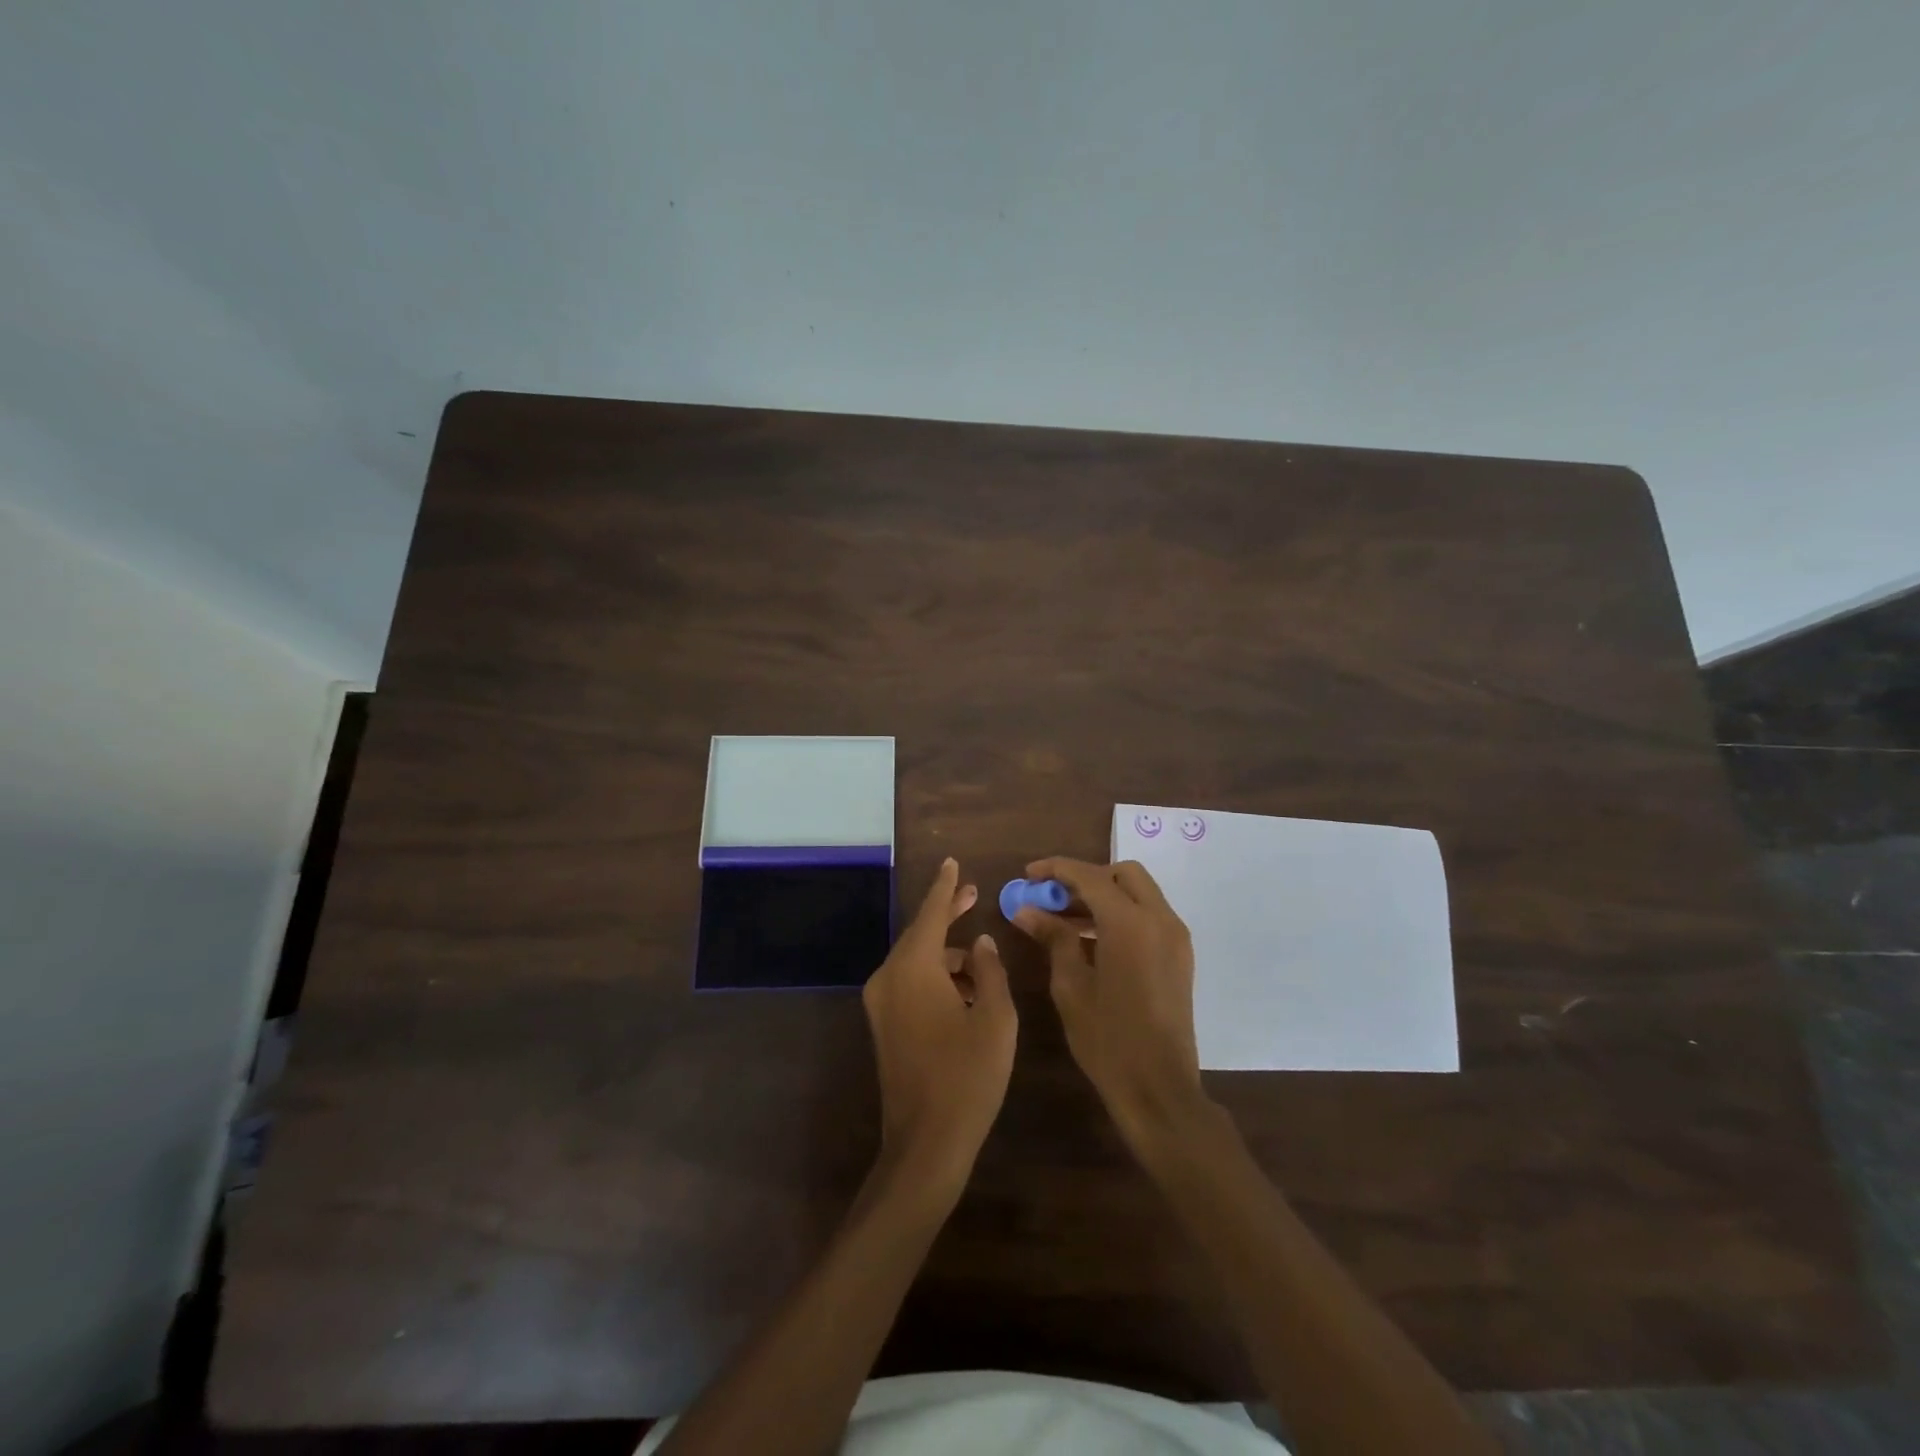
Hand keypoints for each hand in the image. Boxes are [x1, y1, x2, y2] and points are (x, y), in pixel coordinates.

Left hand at [862, 859, 1016, 1192]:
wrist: (926, 1144)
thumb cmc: (968, 1077)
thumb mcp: (996, 1019)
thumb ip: (990, 971)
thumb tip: (980, 943)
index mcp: (914, 969)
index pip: (931, 913)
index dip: (945, 886)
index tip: (951, 861)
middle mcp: (888, 977)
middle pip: (920, 934)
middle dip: (947, 914)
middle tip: (972, 894)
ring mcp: (881, 1003)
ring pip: (916, 960)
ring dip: (946, 953)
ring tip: (981, 958)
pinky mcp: (883, 1025)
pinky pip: (909, 982)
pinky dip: (935, 976)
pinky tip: (965, 989)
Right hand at [1014, 857, 1203, 1149]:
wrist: (1160, 1089)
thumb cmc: (1108, 1040)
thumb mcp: (1071, 986)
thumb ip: (1053, 938)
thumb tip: (1026, 910)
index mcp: (1130, 923)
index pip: (1090, 876)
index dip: (1056, 870)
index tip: (1028, 875)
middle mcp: (1160, 919)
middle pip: (1122, 875)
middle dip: (1086, 878)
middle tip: (1053, 897)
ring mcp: (1175, 937)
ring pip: (1139, 893)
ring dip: (1103, 896)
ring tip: (1063, 921)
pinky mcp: (1180, 955)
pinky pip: (1149, 916)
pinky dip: (1122, 914)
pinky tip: (1092, 940)